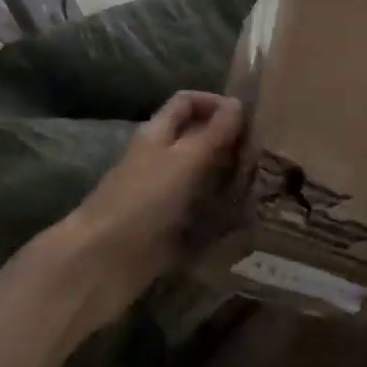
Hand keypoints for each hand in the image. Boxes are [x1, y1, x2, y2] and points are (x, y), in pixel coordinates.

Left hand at [48, 91, 242, 339]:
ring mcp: (162, 196)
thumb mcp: (183, 160)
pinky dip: (220, 212)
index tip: (247, 117)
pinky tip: (247, 218)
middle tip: (266, 153)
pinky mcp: (167, 229)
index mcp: (158, 135)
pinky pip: (199, 212)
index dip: (214, 102)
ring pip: (201, 176)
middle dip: (228, 142)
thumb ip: (213, 133)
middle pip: (196, 139)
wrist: (100, 263)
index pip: (187, 103)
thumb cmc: (141, 201)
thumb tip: (239, 102)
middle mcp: (160, 160)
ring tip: (265, 184)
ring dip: (228, 178)